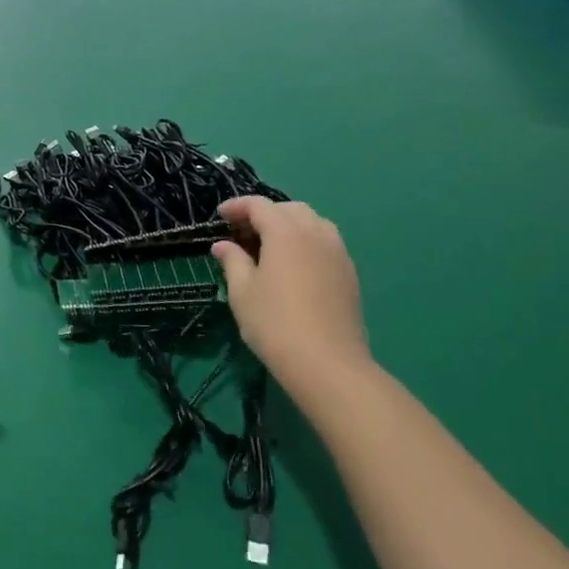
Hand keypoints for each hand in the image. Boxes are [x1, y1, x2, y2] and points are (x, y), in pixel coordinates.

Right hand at [212, 197, 369, 388]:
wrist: (328, 363)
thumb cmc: (275, 323)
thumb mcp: (242, 291)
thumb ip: (232, 260)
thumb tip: (223, 245)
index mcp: (285, 231)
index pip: (258, 205)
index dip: (237, 206)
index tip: (220, 216)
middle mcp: (315, 232)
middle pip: (288, 209)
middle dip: (264, 213)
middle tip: (242, 232)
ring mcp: (337, 251)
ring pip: (312, 222)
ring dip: (288, 225)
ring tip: (269, 246)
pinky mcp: (349, 272)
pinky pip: (325, 242)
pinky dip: (306, 241)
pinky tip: (293, 265)